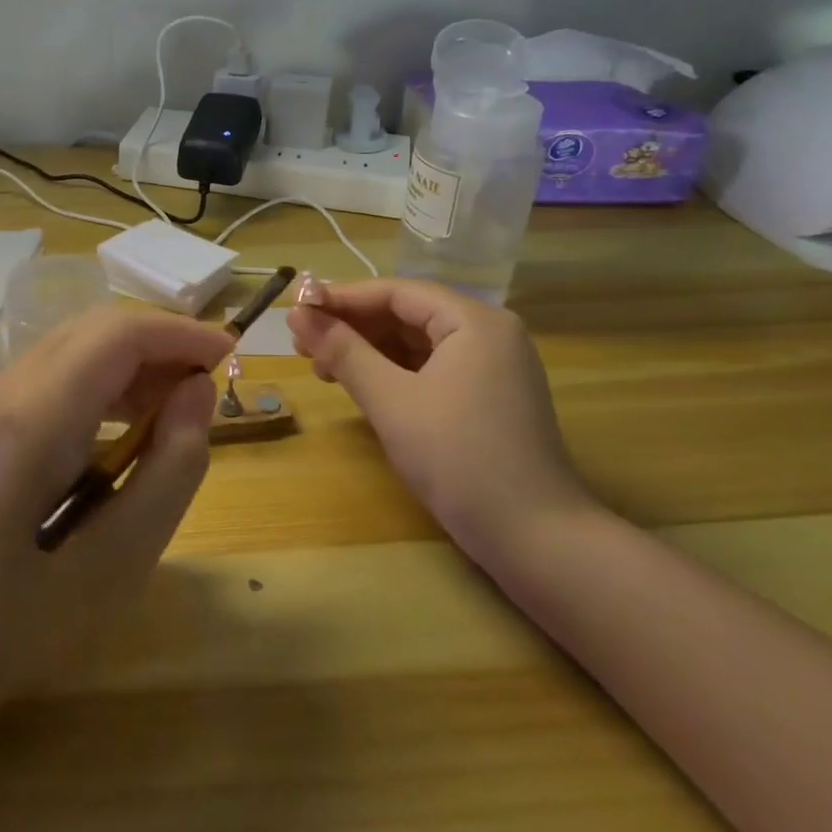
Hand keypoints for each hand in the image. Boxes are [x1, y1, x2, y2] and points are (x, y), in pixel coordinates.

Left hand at [0, 305, 232, 701]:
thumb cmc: (34, 610)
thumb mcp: (127, 551)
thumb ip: (174, 462)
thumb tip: (198, 389)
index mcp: (38, 414)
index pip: (118, 334)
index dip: (180, 333)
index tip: (230, 353)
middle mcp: (11, 386)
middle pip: (98, 327)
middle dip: (161, 341)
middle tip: (208, 382)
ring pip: (80, 342)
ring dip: (135, 358)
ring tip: (179, 403)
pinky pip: (62, 368)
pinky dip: (107, 376)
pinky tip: (132, 419)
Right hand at [288, 278, 596, 562]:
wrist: (535, 540)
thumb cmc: (459, 459)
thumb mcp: (391, 401)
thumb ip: (342, 351)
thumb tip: (296, 314)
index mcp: (474, 321)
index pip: (396, 292)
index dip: (341, 298)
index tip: (295, 310)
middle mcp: (489, 333)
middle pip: (407, 313)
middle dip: (352, 326)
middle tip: (301, 344)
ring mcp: (493, 366)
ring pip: (416, 342)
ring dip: (367, 350)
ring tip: (320, 366)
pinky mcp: (488, 396)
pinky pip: (431, 367)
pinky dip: (392, 372)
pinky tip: (359, 384)